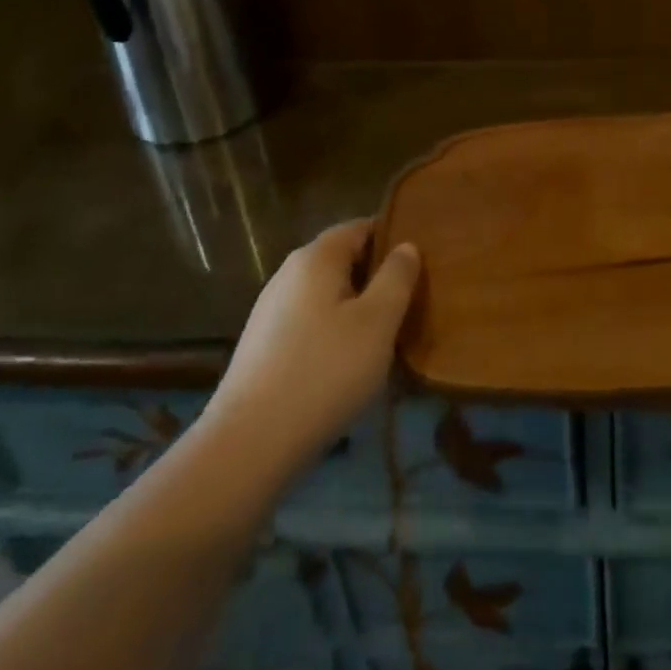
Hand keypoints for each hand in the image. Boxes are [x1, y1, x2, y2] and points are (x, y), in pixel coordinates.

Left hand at [204, 221, 420, 477]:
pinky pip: (310, 321)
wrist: (249, 443)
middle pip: (342, 258)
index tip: (421, 258)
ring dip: (356, 305)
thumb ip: (397, 278)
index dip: (392, 235)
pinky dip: (334, 330)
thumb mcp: (378, 322)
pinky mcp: (263, 345)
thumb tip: (406, 246)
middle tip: (411, 298)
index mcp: (316, 257)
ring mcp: (271, 310)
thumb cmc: (325, 371)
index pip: (360, 226)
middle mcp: (289, 273)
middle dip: (376, 273)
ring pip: (326, 293)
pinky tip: (348, 362)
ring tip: (386, 333)